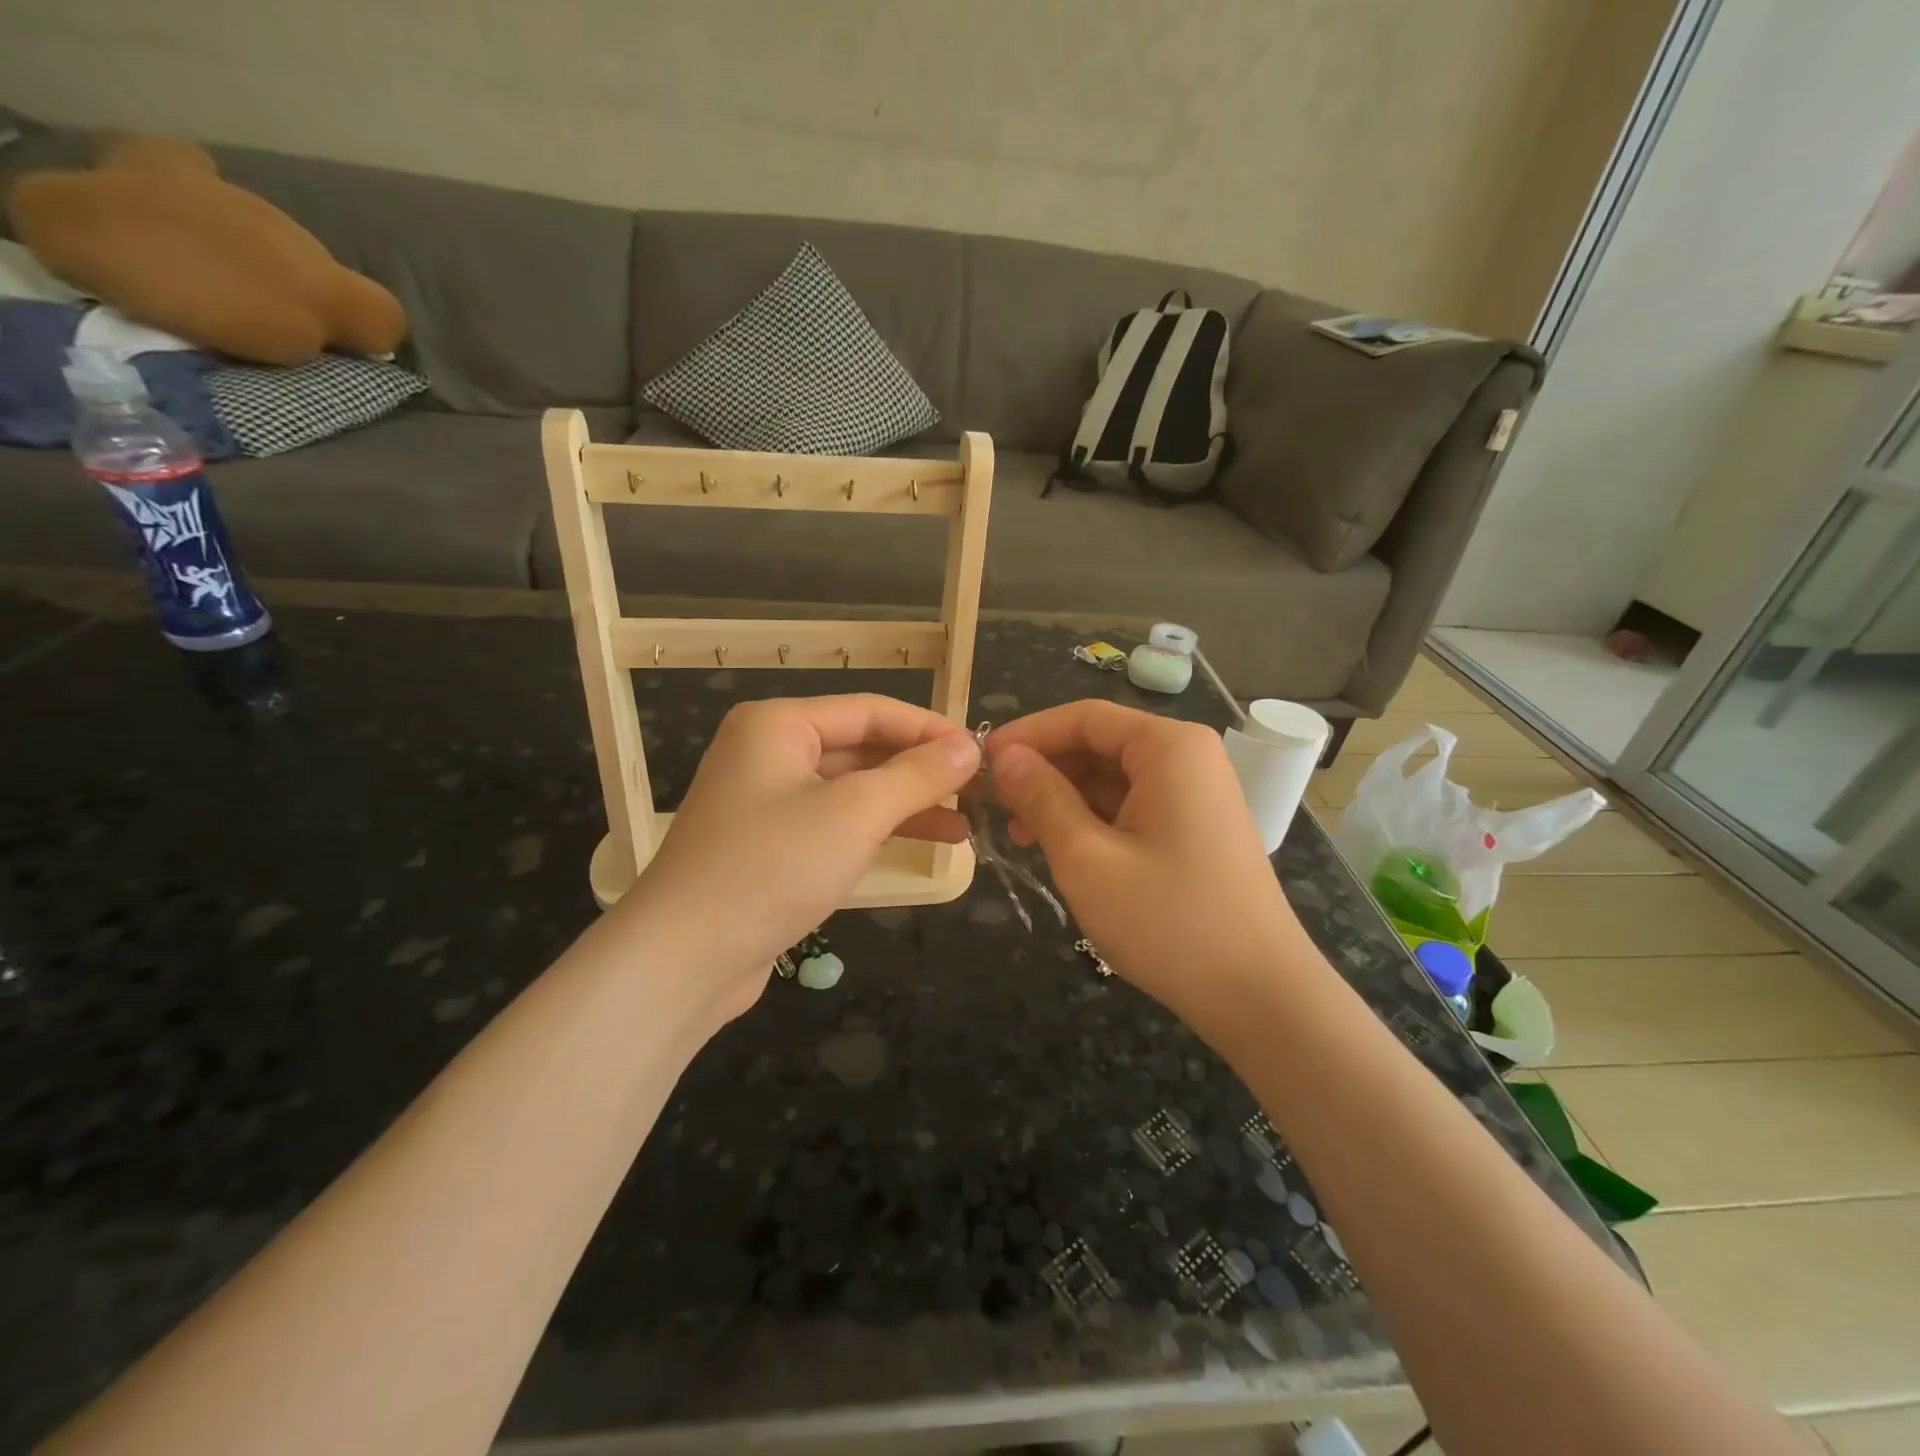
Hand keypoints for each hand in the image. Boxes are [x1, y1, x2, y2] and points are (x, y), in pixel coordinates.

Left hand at [615, 695, 979, 1027]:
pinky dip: (880, 830)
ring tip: (967, 823)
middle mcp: (771, 752)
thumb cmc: (772, 867)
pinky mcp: (774, 845)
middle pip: (863, 748)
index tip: (983, 753)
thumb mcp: (855, 814)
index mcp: (780, 725)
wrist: (684, 960)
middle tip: (981, 790)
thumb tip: (970, 747)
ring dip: (908, 803)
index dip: (931, 729)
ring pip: (854, 789)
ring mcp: (769, 801)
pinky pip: (838, 823)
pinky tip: (926, 843)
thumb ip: (917, 775)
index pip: (872, 710)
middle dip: (922, 770)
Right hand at [986, 701, 1312, 1032]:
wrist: (1259, 996)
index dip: (1028, 734)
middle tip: (993, 804)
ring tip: (1017, 834)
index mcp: (1169, 748)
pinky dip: (1092, 820)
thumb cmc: (1168, 921)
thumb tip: (1005, 756)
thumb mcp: (1087, 858)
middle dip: (1044, 771)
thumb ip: (1042, 798)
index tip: (981, 762)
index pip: (1084, 717)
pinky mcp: (1195, 828)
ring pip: (1112, 778)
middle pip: (1099, 745)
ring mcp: (1196, 794)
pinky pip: (1132, 806)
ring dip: (1063, 799)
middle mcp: (1188, 757)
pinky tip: (1059, 848)